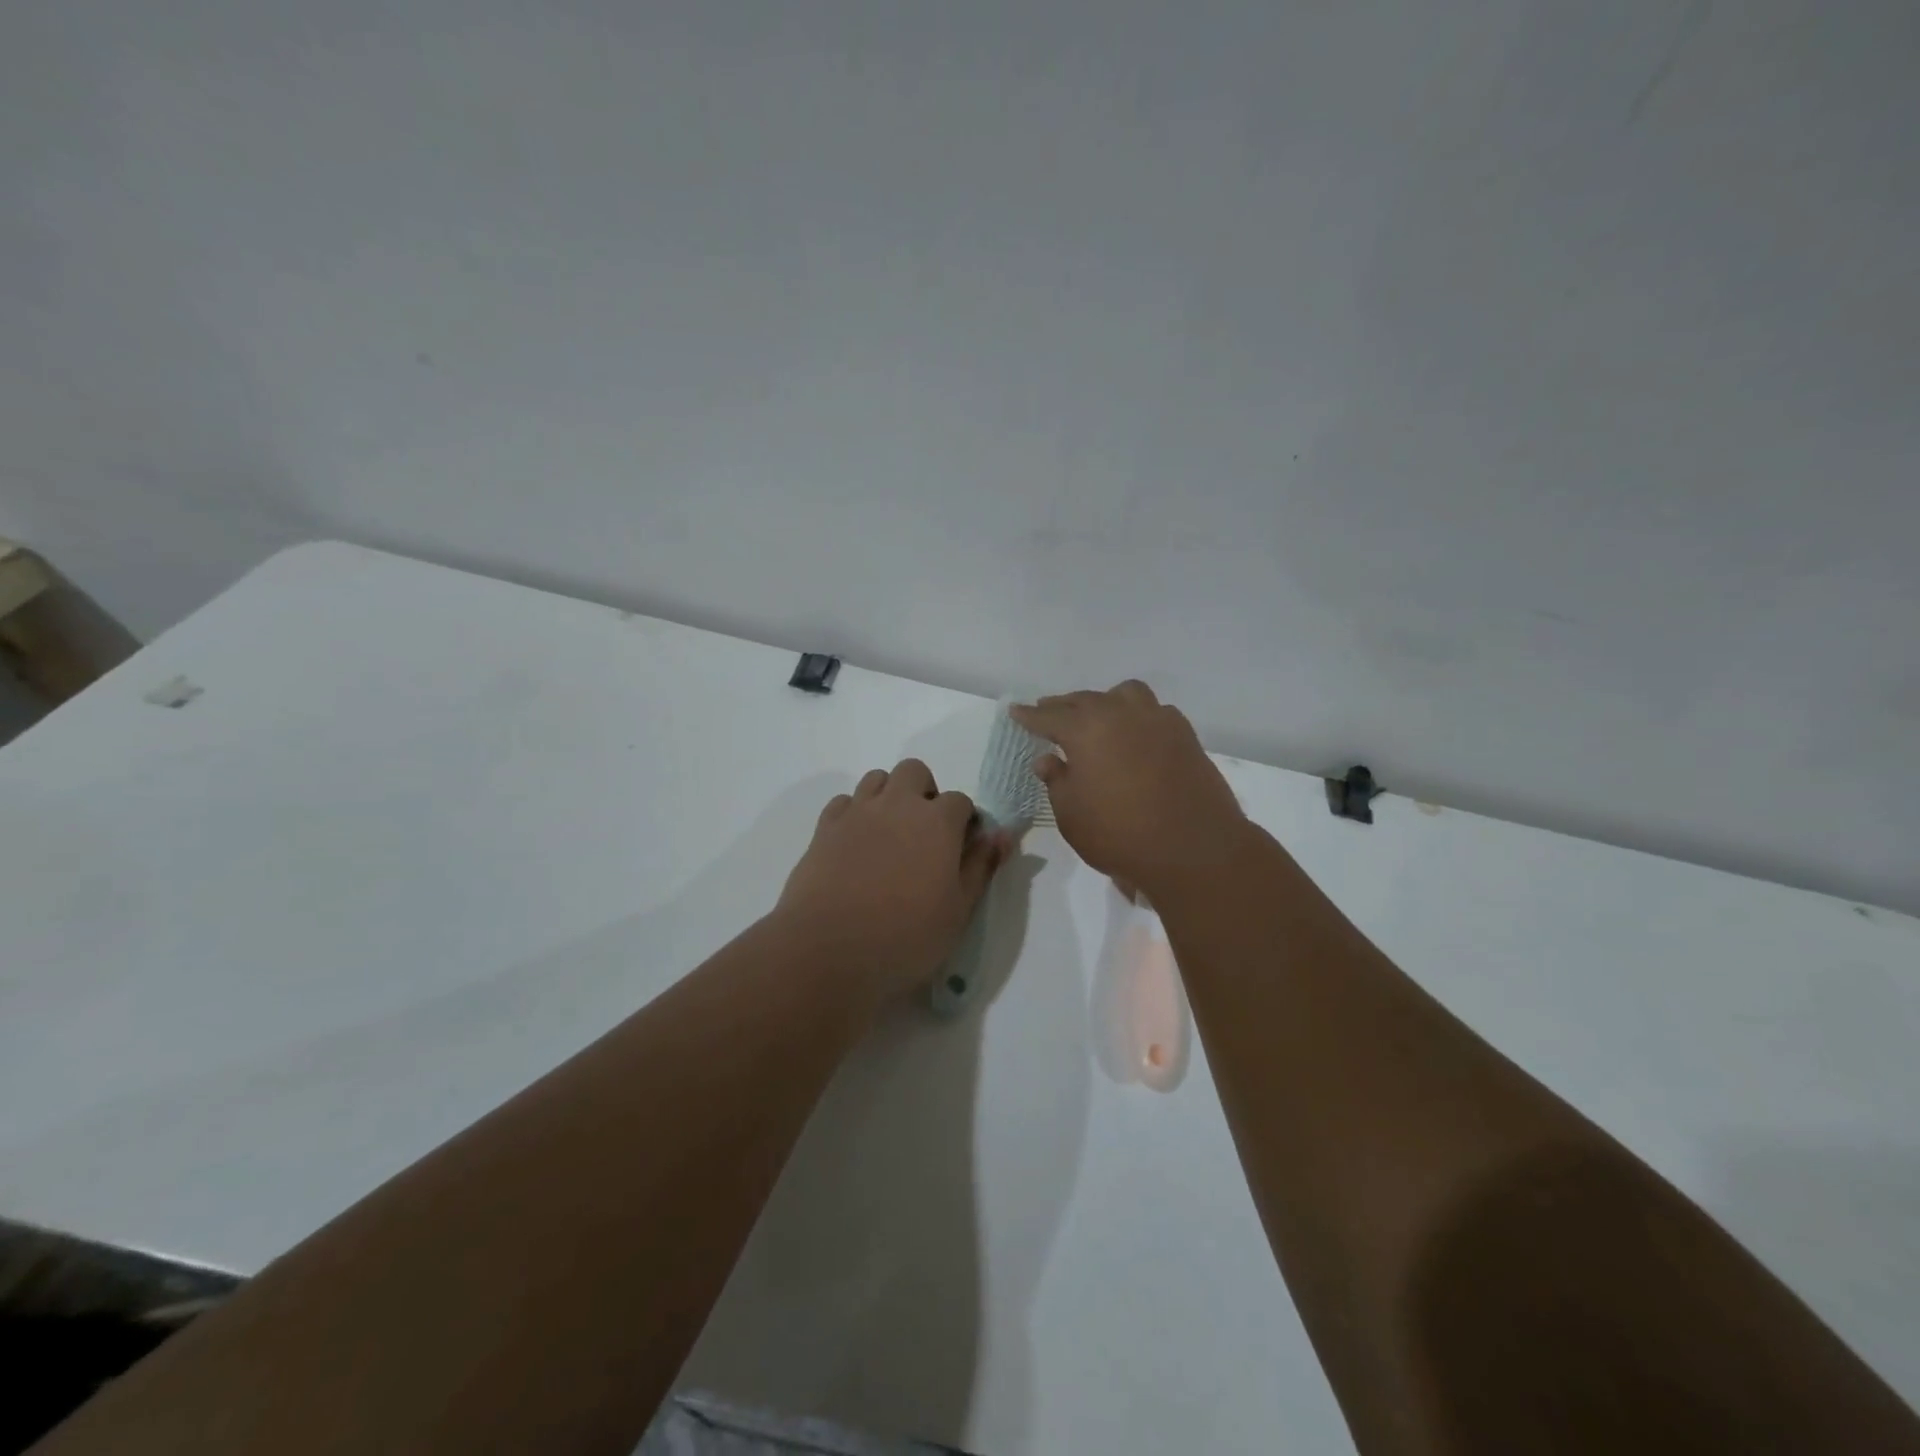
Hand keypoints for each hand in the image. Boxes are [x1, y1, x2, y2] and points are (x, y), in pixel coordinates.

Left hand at [777, 758, 1011, 1001]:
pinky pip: (844, 802)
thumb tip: (1002, 835)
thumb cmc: (905, 936)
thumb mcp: (958, 910)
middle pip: (915, 772)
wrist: (828, 949)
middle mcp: (897, 804)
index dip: (964, 821)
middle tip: (925, 832)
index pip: (960, 801)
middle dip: (925, 792)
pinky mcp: (825, 828)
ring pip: (877, 779)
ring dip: (889, 796)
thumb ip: (980, 866)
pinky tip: (856, 843)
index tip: (961, 848)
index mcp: (937, 821)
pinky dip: (854, 813)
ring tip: (890, 834)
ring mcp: (857, 812)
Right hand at [1011, 681, 1248, 898]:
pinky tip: (1135, 734)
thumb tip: (1048, 759)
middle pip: (1085, 700)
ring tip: (1097, 716)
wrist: (1193, 848)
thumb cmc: (1120, 834)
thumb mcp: (1072, 814)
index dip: (1030, 716)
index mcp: (1086, 729)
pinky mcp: (1185, 735)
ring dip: (1105, 701)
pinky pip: (1154, 712)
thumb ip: (1057, 781)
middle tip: (1049, 711)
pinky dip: (1137, 716)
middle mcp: (1121, 714)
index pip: (1048, 716)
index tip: (1016, 711)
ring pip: (1125, 695)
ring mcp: (1157, 720)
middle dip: (1063, 705)